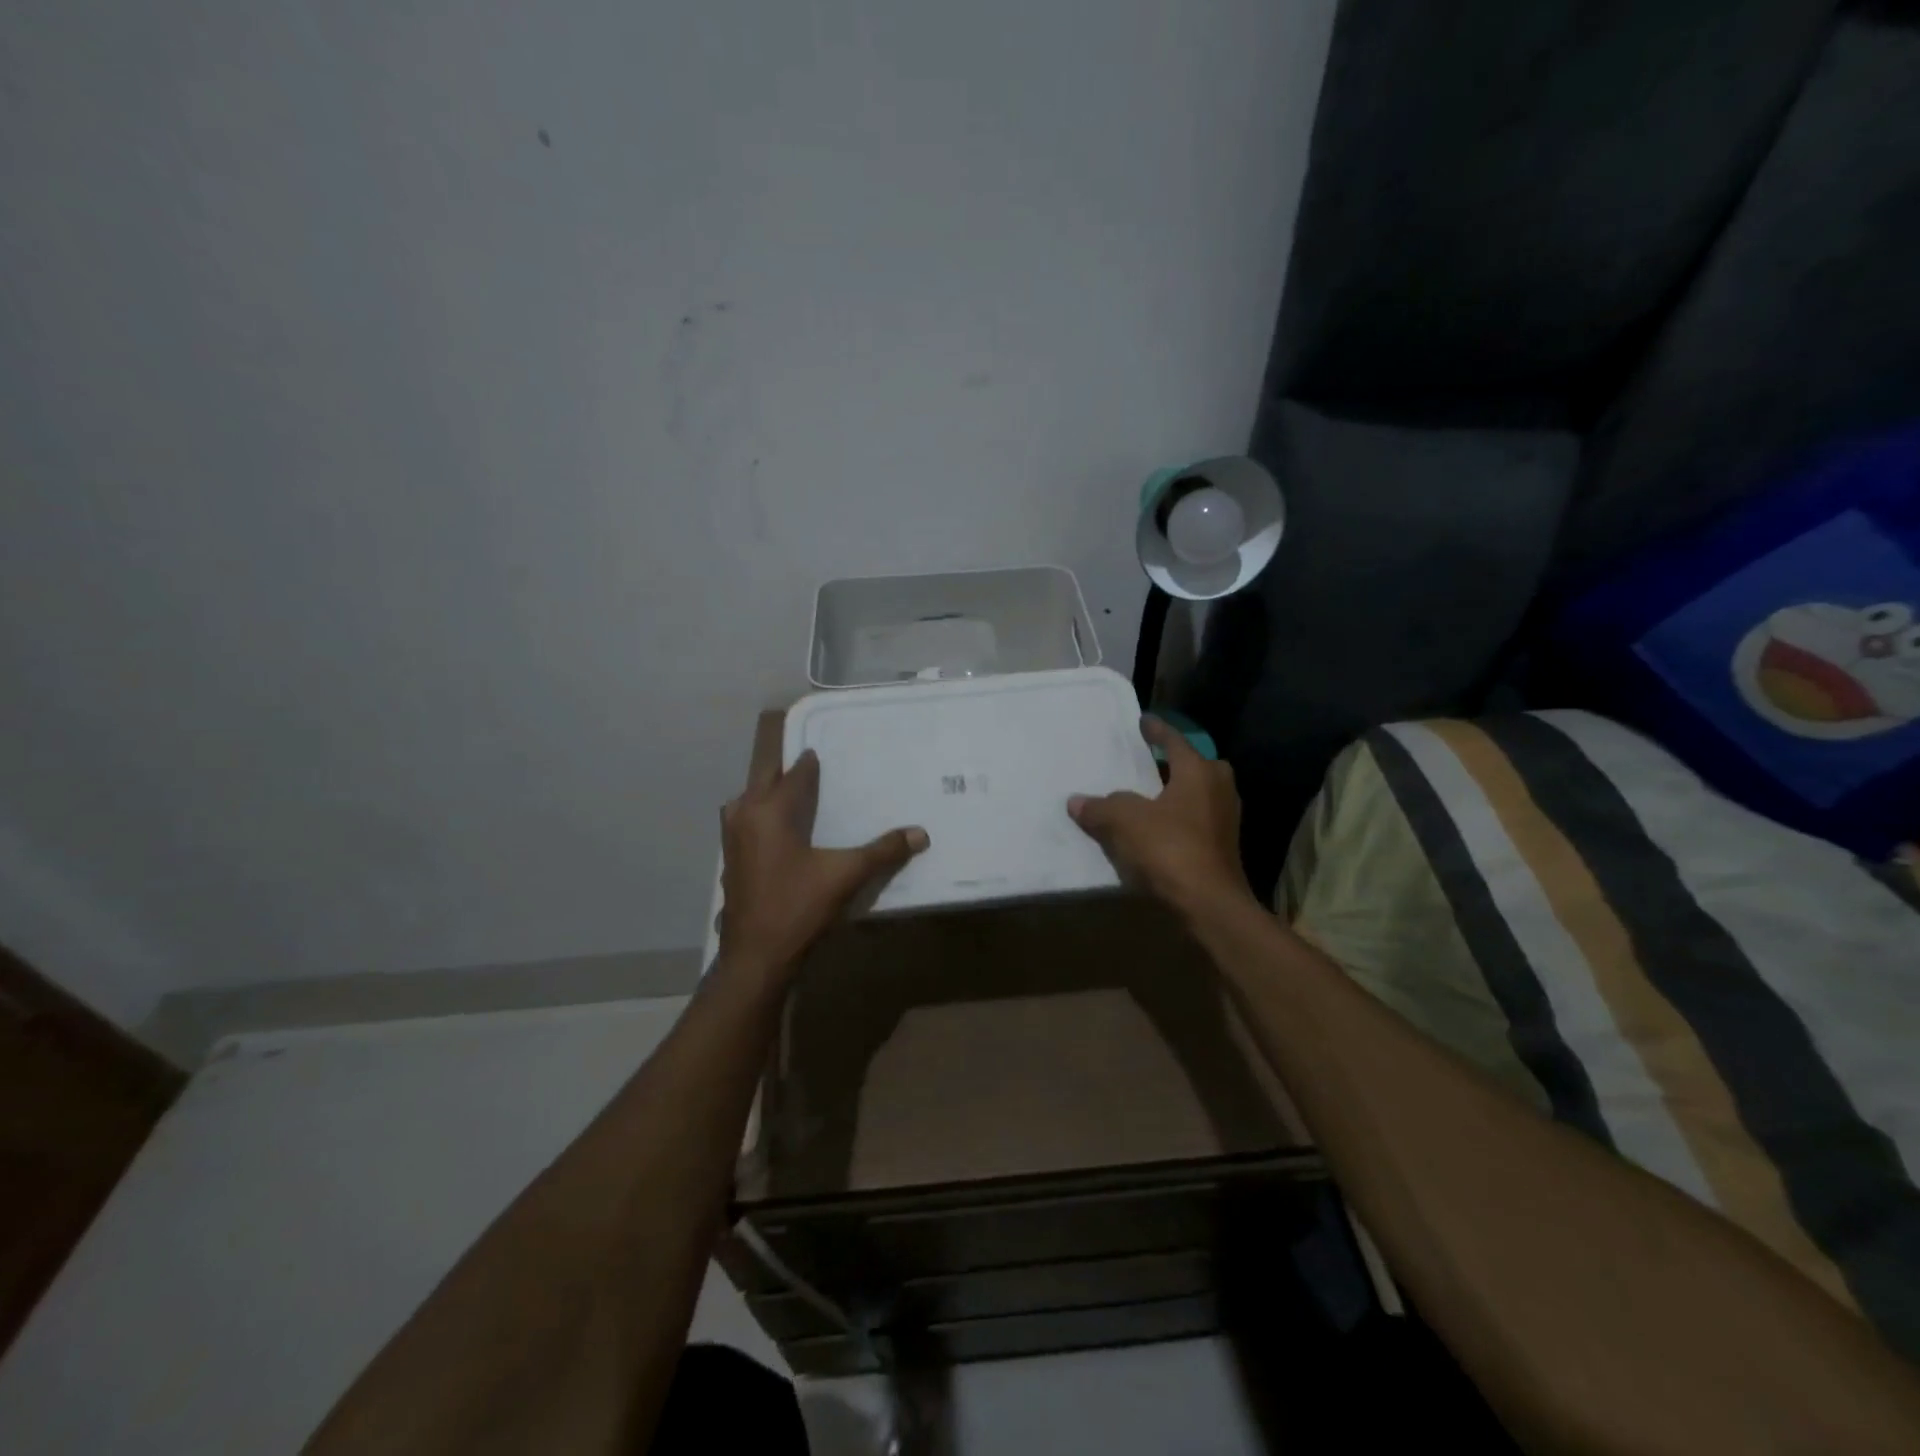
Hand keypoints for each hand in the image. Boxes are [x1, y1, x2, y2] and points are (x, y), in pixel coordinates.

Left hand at [719, 749, 928, 980]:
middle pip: (763, 781)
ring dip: (765, 794)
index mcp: (769, 811)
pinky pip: (742, 825)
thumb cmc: (798, 908)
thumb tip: (920, 833)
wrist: (756, 957)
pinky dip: (757, 818)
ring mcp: (732, 842)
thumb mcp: (846, 876)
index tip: (819, 751)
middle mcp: (745, 817)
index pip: (793, 775)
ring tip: (789, 796)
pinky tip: (775, 834)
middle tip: (807, 768)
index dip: (808, 763)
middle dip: (784, 772)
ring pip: (746, 803)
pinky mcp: (730, 864)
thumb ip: (883, 852)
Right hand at [1068, 716, 1255, 919]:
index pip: (1175, 741)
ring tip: (1146, 796)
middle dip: (1173, 763)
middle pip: (1195, 766)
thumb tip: (1077, 801)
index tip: (1144, 720)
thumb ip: (1100, 807)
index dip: (1156, 731)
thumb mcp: (1124, 822)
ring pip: (1197, 795)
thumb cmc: (1170, 849)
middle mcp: (1219, 789)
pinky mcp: (1223, 847)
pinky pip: (1196, 821)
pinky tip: (1156, 829)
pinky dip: (1178, 819)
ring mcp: (1225, 820)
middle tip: (1148, 762)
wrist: (1209, 904)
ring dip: (1175, 794)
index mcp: (1198, 772)